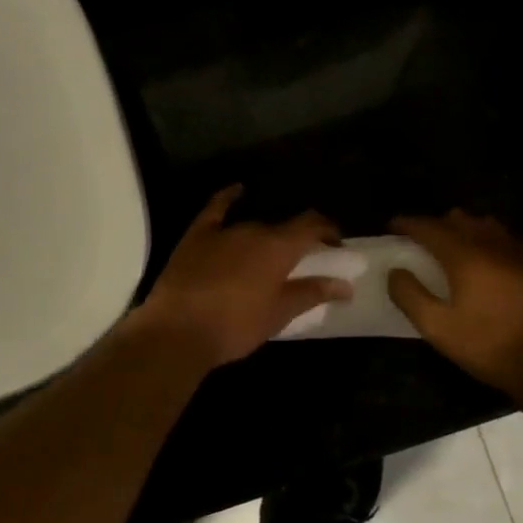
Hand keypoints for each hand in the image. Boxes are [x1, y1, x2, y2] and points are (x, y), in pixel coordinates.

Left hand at [131, 185, 353, 369]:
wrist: (177, 331)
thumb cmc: (235, 326)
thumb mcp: (279, 314)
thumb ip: (312, 293)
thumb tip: (345, 285)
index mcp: (278, 247)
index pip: (311, 224)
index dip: (327, 229)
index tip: (336, 243)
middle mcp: (253, 229)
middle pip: (281, 228)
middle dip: (294, 241)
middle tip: (299, 262)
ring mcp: (222, 230)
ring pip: (252, 225)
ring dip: (265, 235)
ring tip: (269, 253)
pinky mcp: (196, 235)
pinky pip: (216, 208)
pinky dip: (229, 197)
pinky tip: (237, 191)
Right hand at [387, 210, 522, 401]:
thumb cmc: (488, 345)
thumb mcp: (438, 328)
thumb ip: (410, 296)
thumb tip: (396, 272)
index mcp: (464, 256)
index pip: (429, 228)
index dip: (408, 224)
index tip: (393, 226)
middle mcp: (491, 245)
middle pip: (459, 219)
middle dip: (437, 224)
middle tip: (423, 240)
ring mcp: (519, 252)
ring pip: (487, 225)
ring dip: (466, 228)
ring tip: (456, 245)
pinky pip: (510, 239)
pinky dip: (493, 240)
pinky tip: (492, 256)